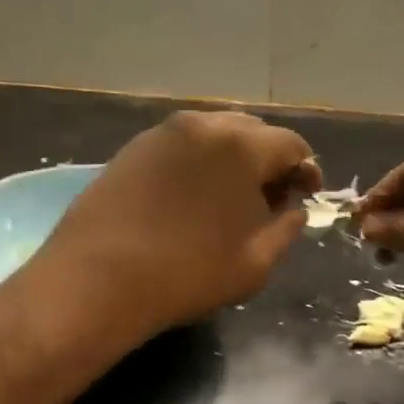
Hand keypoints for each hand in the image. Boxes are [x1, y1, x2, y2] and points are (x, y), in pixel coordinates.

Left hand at [29, 110, 318, 338]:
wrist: (97, 279)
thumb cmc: (189, 274)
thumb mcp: (256, 262)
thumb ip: (287, 229)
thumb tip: (294, 209)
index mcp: (242, 146)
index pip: (291, 144)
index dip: (306, 169)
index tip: (306, 195)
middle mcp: (204, 125)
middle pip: (253, 132)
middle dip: (269, 160)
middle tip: (270, 198)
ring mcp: (163, 132)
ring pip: (214, 135)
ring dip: (232, 160)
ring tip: (229, 198)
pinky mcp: (133, 147)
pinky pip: (182, 146)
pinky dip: (198, 163)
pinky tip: (191, 197)